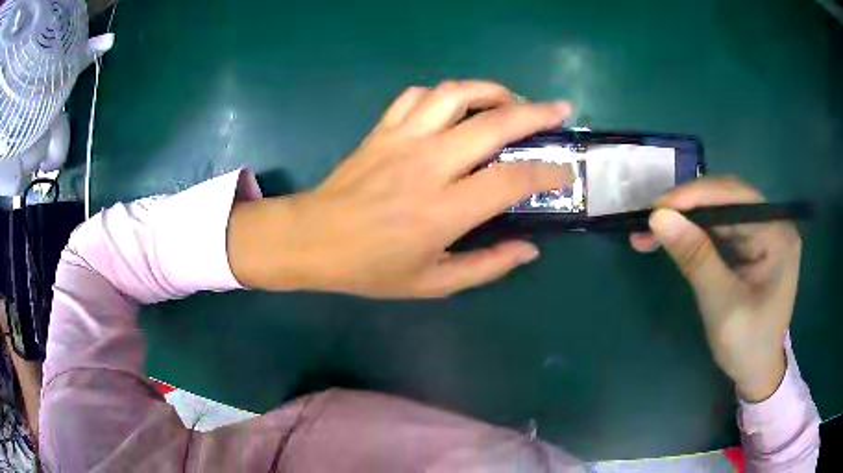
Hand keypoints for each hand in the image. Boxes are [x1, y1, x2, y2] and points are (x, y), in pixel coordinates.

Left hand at [228, 81, 572, 297]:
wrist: (312, 238)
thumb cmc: (370, 268)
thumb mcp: (432, 283)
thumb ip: (486, 267)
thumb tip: (530, 250)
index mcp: (443, 210)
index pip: (511, 180)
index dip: (547, 173)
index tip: (565, 172)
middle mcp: (428, 164)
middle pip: (494, 123)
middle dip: (537, 113)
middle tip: (560, 110)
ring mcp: (403, 139)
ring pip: (456, 94)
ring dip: (491, 90)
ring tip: (511, 99)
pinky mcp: (383, 129)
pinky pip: (417, 95)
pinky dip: (444, 93)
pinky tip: (456, 106)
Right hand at [630, 177, 800, 401]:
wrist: (756, 372)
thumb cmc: (747, 345)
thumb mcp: (722, 305)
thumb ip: (696, 258)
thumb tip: (658, 218)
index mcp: (778, 234)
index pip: (736, 197)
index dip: (696, 196)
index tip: (657, 208)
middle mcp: (772, 224)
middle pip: (727, 200)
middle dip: (687, 208)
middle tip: (651, 221)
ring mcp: (762, 233)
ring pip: (720, 212)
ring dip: (686, 220)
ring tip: (652, 232)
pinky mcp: (750, 245)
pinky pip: (720, 230)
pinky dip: (694, 234)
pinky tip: (674, 239)